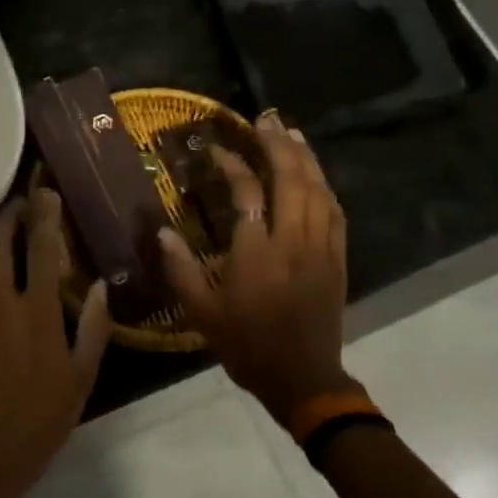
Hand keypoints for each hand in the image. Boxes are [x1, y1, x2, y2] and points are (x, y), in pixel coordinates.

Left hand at [0, 184, 110, 490]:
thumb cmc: (48, 412)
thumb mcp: (83, 371)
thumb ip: (93, 324)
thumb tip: (96, 285)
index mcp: (38, 310)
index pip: (42, 248)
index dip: (45, 216)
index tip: (46, 194)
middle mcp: (1, 303)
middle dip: (7, 218)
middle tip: (18, 205)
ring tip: (4, 240)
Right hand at [158, 114, 358, 425]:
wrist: (302, 378)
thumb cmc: (246, 345)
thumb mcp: (201, 312)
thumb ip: (179, 268)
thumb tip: (159, 230)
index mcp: (256, 253)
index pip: (247, 192)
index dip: (232, 165)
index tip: (217, 151)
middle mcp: (293, 241)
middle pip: (292, 179)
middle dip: (278, 144)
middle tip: (265, 118)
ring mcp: (321, 247)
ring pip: (318, 189)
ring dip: (305, 157)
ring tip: (290, 132)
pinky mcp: (337, 257)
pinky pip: (335, 211)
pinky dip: (325, 185)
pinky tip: (316, 174)